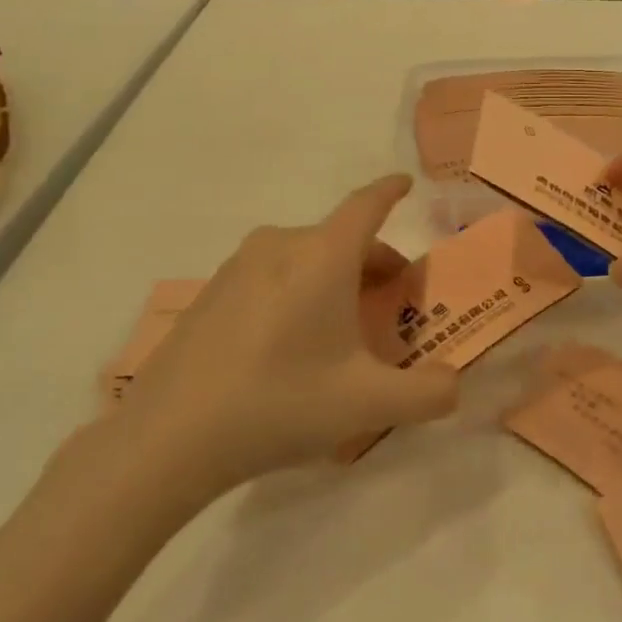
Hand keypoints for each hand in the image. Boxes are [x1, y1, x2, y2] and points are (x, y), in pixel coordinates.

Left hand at [95, 175, 458, 520]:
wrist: (167, 438)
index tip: (406, 183)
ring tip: (343, 329)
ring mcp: (238, 267)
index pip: (367, 205)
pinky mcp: (210, 294)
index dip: (391, 191)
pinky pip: (270, 277)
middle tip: (392, 304)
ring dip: (334, 278)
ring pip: (304, 257)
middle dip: (373, 262)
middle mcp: (280, 246)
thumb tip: (455, 384)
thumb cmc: (280, 402)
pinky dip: (297, 292)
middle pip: (340, 238)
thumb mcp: (369, 404)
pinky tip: (290, 345)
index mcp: (323, 256)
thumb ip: (429, 393)